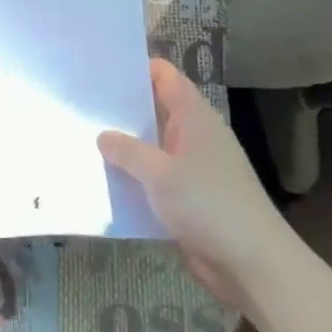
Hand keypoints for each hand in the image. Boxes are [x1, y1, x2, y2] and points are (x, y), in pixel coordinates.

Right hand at [98, 59, 282, 306]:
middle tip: (80, 104)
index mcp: (194, 117)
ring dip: (124, 147)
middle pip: (154, 110)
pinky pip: (154, 178)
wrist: (251, 263)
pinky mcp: (187, 198)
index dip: (135, 68)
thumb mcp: (160, 174)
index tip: (99, 68)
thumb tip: (102, 135)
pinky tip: (102, 181)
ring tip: (81, 139)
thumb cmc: (208, 205)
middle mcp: (194, 136)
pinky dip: (133, 178)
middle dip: (121, 108)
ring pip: (152, 146)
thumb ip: (128, 151)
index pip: (164, 76)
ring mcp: (192, 168)